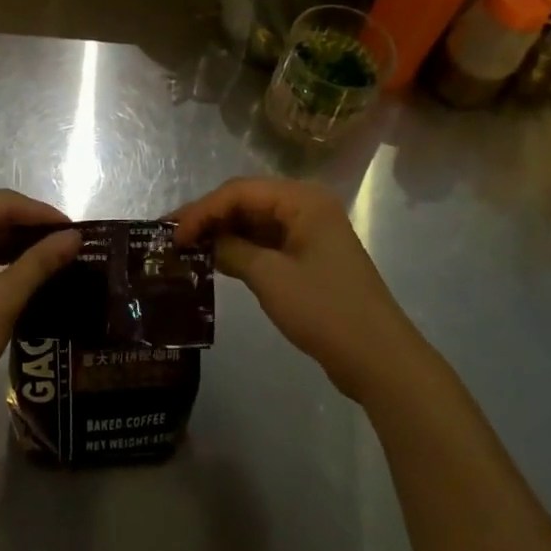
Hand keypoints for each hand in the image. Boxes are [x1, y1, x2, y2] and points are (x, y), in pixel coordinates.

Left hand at [0, 190, 80, 430]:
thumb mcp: (5, 297)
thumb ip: (41, 261)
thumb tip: (74, 237)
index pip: (3, 203)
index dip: (41, 214)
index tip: (73, 230)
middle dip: (23, 228)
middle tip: (60, 245)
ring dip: (5, 243)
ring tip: (41, 259)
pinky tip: (8, 272)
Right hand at [174, 177, 427, 404]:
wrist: (379, 359)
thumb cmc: (325, 310)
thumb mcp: (271, 278)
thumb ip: (231, 250)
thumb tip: (203, 242)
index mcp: (302, 199)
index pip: (240, 191)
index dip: (202, 210)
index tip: (171, 235)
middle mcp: (307, 206)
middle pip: (247, 201)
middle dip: (209, 217)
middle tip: (172, 237)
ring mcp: (310, 232)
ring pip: (255, 222)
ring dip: (222, 232)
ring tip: (185, 248)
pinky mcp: (309, 258)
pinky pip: (267, 242)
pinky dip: (240, 249)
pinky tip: (214, 260)